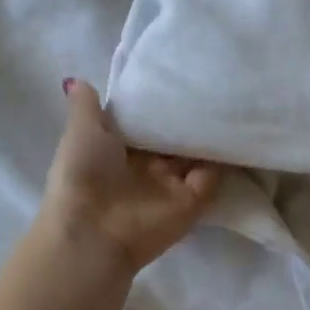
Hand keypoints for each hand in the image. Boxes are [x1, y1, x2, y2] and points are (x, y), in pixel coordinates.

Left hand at [37, 78, 222, 277]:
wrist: (93, 233)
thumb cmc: (82, 175)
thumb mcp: (81, 132)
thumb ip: (85, 107)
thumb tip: (76, 79)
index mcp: (118, 151)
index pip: (145, 124)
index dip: (157, 105)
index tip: (176, 77)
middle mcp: (146, 168)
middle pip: (174, 139)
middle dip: (188, 118)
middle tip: (209, 85)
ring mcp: (171, 186)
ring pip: (197, 155)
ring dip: (208, 135)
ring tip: (228, 101)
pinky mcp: (192, 203)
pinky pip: (213, 177)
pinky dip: (222, 159)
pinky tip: (233, 131)